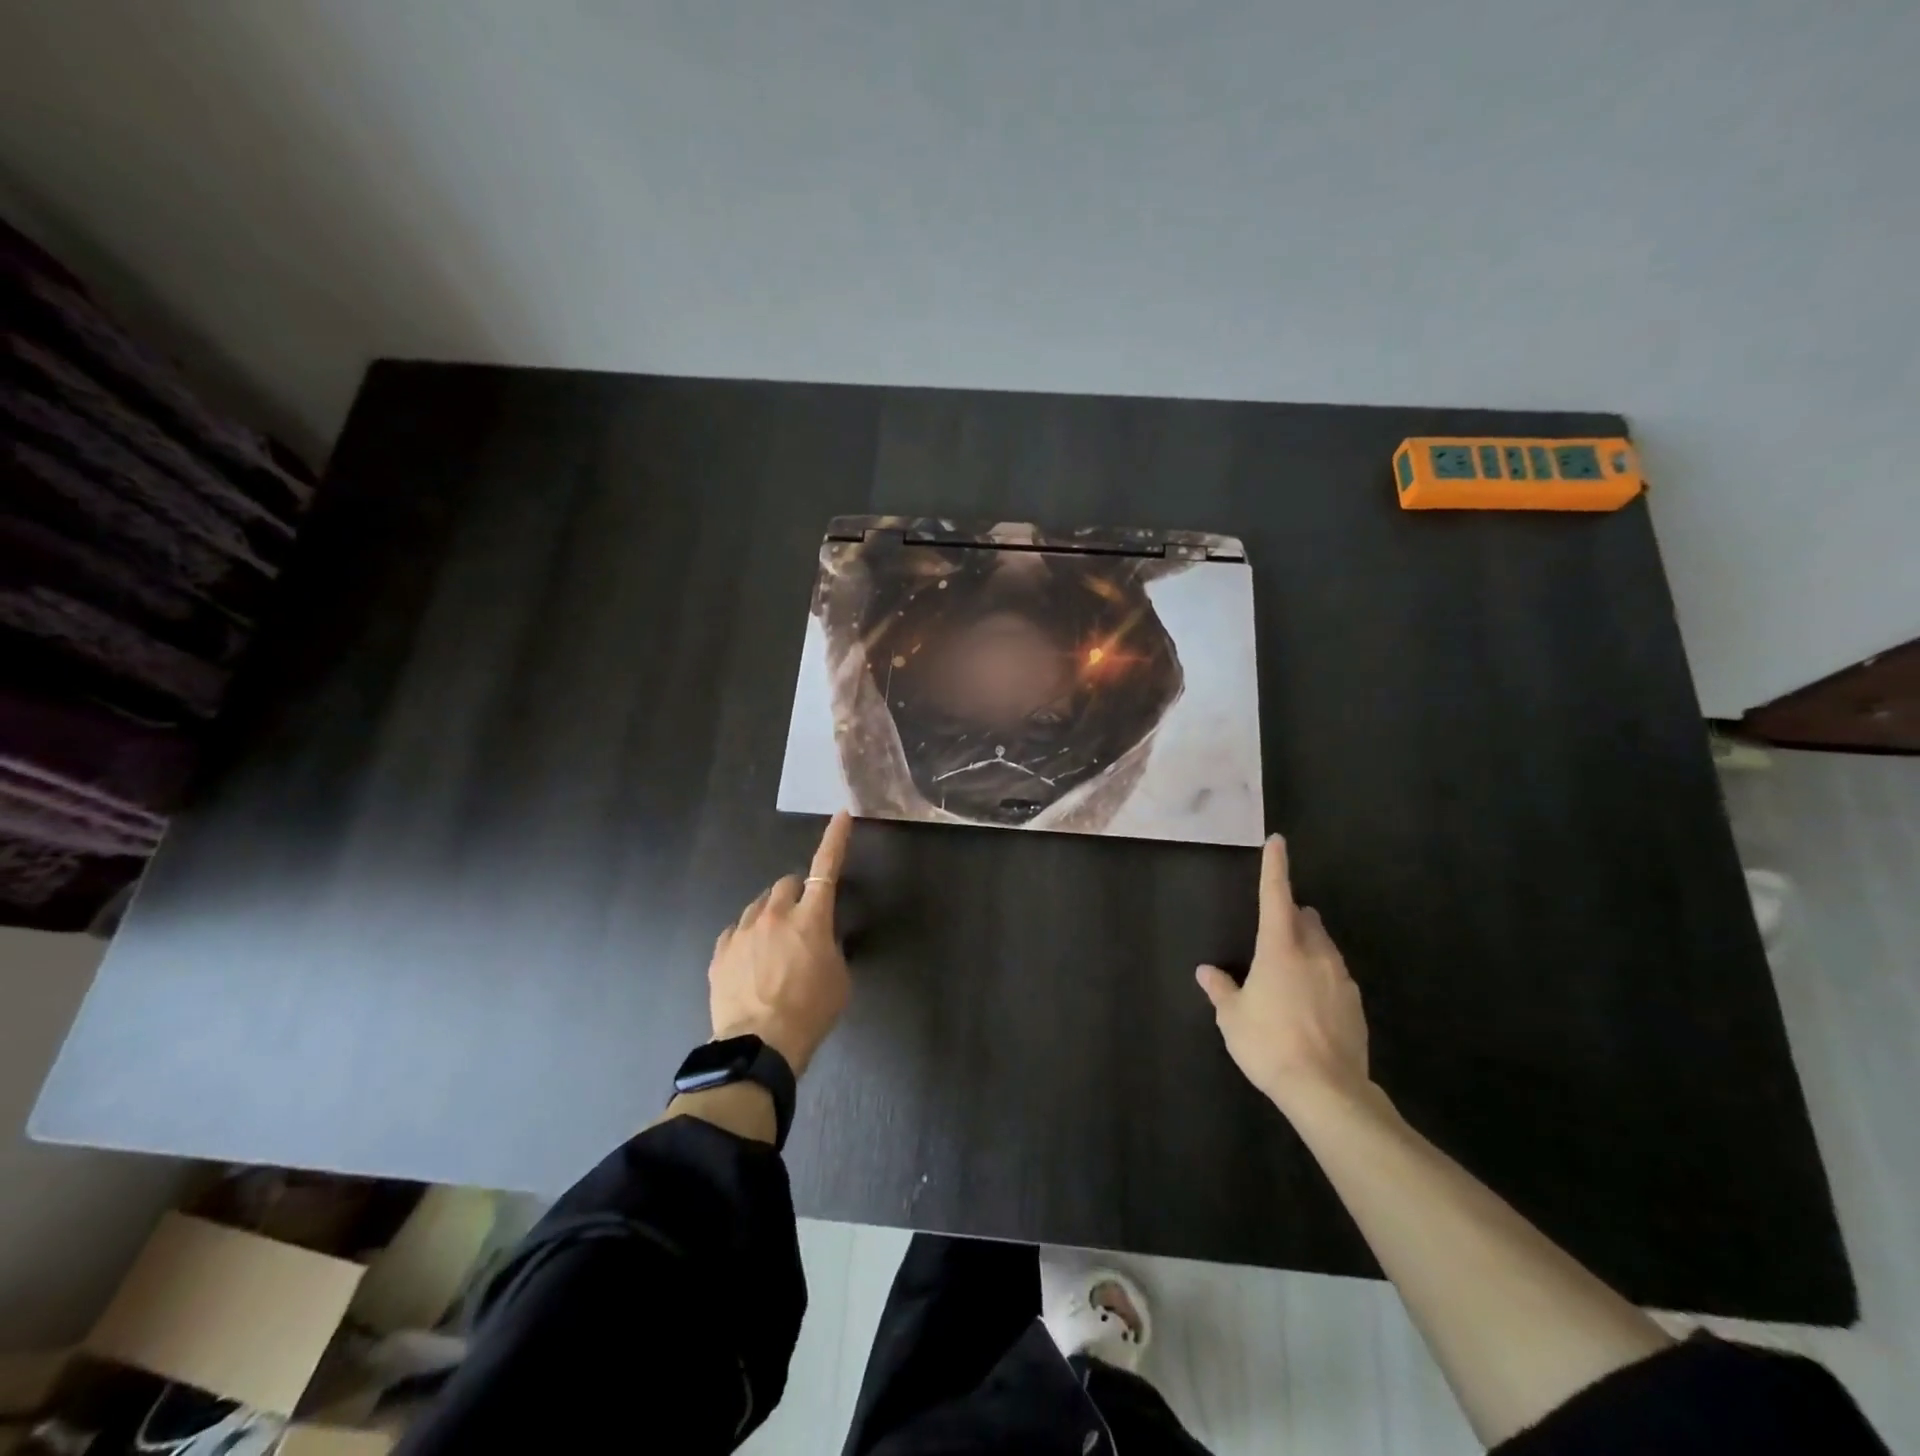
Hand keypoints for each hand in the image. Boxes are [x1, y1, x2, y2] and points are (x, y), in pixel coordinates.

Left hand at [708, 812, 852, 1076]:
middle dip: (797, 895)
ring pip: (759, 906)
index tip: (841, 815)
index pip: (827, 867)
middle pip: (786, 884)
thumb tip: (819, 937)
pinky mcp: (721, 952)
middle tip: (802, 922)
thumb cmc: (811, 1012)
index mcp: (811, 918)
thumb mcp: (839, 977)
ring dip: (770, 916)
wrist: (760, 1045)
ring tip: (774, 949)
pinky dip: (747, 938)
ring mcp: (743, 931)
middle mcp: (775, 914)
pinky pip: (736, 931)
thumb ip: (830, 946)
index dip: (835, 839)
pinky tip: (751, 962)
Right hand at [1196, 834, 1369, 1114]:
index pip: (1276, 895)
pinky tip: (1310, 1002)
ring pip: (1324, 947)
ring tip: (1292, 964)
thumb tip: (1206, 972)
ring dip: (1309, 944)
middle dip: (1293, 914)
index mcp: (1280, 948)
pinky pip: (1335, 976)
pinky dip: (1321, 976)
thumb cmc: (1269, 1043)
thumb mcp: (1233, 1017)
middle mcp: (1314, 954)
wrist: (1328, 1091)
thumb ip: (1221, 989)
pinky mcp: (1356, 1005)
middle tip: (1277, 923)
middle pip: (1305, 920)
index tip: (1277, 842)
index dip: (1275, 867)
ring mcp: (1340, 979)